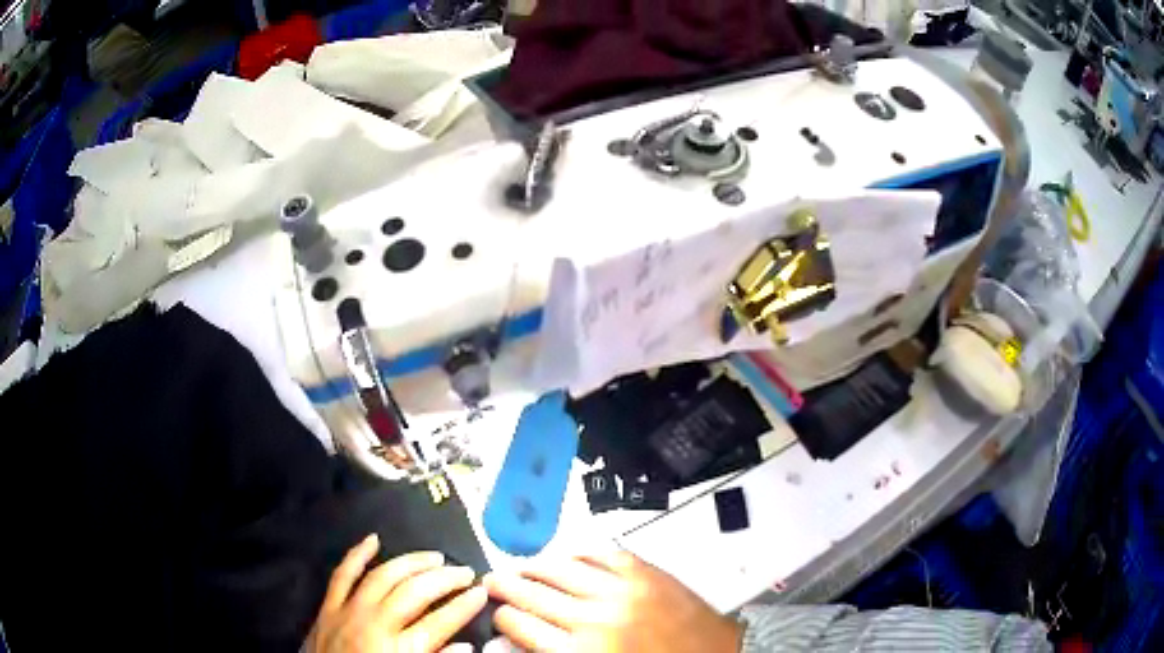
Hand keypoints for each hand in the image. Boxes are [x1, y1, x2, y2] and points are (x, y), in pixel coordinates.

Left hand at [307, 535, 487, 652]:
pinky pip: (342, 574)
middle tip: (466, 572)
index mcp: (399, 650)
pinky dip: (357, 555)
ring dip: (411, 563)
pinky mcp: (328, 607)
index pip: (441, 622)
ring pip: (383, 576)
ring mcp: (348, 611)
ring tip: (435, 557)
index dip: (465, 605)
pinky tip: (373, 539)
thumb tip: (466, 647)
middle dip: (445, 579)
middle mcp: (375, 624)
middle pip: (415, 593)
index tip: (483, 592)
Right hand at [484, 550, 741, 652]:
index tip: (497, 614)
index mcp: (583, 651)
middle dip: (505, 586)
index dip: (502, 617)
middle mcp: (596, 617)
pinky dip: (579, 554)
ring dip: (534, 566)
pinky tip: (567, 557)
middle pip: (533, 593)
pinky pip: (601, 554)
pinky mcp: (646, 572)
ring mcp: (622, 589)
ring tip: (520, 567)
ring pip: (560, 568)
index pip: (521, 625)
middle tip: (492, 582)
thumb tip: (525, 640)